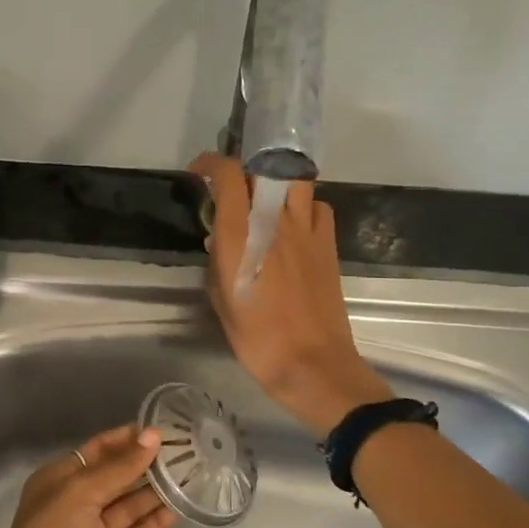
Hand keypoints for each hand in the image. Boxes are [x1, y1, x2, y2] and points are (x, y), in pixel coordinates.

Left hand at [0, 424, 175, 527]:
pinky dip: (155, 523)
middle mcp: (76, 502)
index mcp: (60, 478)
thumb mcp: (81, 492)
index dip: (127, 439)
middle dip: (146, 465)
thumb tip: (154, 435)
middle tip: (185, 453)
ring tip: (190, 476)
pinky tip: (179, 509)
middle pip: (116, 477)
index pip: (98, 450)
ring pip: (129, 506)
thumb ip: (120, 467)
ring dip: (156, 492)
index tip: (161, 431)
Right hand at [189, 152, 393, 435]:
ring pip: (296, 181)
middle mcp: (274, 222)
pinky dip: (304, 208)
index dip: (211, 164)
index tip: (200, 173)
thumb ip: (218, 263)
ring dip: (278, 183)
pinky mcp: (328, 245)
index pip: (228, 174)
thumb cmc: (257, 339)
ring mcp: (307, 230)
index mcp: (240, 235)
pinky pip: (318, 207)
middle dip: (247, 169)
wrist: (311, 363)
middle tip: (235, 188)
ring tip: (267, 204)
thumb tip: (220, 242)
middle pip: (265, 168)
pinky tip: (295, 228)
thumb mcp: (221, 301)